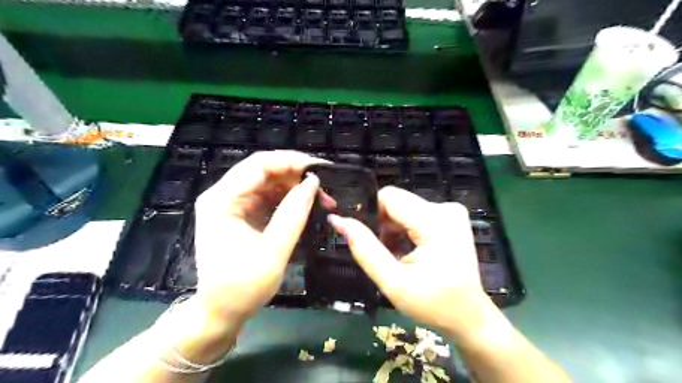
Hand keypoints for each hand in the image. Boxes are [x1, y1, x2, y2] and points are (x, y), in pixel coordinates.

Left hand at [194, 151, 323, 324]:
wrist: (221, 312)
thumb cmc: (242, 288)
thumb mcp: (273, 252)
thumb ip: (293, 215)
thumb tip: (313, 183)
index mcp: (222, 200)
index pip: (259, 165)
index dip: (291, 161)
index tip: (320, 169)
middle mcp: (224, 196)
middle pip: (264, 170)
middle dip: (296, 175)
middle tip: (324, 187)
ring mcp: (232, 204)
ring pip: (269, 182)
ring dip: (295, 187)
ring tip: (321, 199)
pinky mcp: (241, 213)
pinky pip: (268, 196)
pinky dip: (289, 199)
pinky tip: (306, 206)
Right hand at [328, 186, 499, 343]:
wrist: (469, 316)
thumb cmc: (433, 304)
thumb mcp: (393, 282)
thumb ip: (365, 249)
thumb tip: (339, 221)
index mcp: (435, 221)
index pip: (389, 197)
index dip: (372, 215)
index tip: (369, 240)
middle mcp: (446, 208)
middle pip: (397, 202)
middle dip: (384, 226)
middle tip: (385, 255)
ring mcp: (451, 211)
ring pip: (404, 208)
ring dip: (393, 229)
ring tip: (396, 256)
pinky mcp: (451, 217)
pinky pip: (416, 214)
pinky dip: (405, 230)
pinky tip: (409, 251)